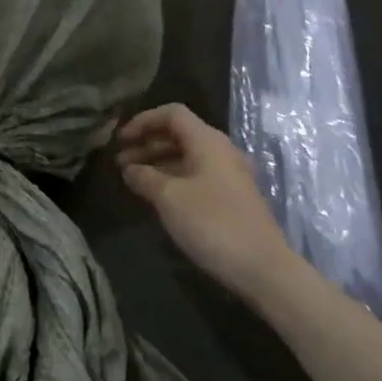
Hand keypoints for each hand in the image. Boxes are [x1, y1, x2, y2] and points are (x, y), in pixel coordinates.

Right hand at [116, 104, 293, 295]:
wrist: (261, 267)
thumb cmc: (212, 223)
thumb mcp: (169, 198)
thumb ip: (144, 177)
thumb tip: (129, 169)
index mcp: (208, 141)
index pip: (172, 114)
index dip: (143, 121)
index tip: (120, 140)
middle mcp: (220, 151)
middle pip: (179, 134)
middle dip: (147, 143)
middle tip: (120, 162)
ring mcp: (229, 175)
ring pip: (187, 156)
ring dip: (158, 162)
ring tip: (132, 179)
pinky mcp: (231, 197)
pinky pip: (196, 175)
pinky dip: (172, 177)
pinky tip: (156, 195)